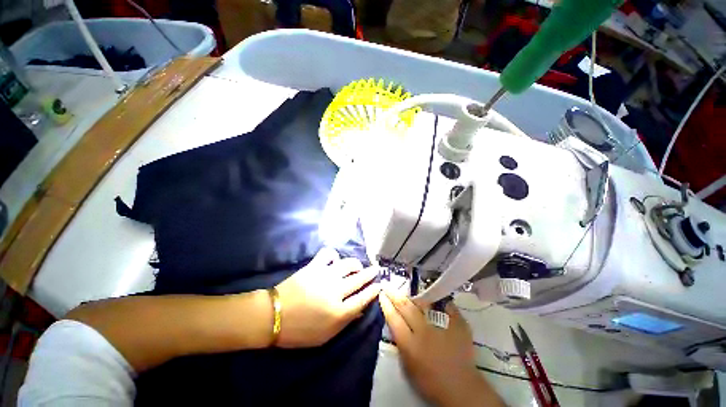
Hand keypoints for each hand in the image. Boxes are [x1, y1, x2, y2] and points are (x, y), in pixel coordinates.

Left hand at [274, 248, 380, 347]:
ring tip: (357, 266)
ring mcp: (325, 276)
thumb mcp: (325, 336)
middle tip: (376, 269)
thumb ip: (345, 322)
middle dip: (370, 273)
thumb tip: (361, 309)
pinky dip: (334, 255)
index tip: (380, 284)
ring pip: (348, 264)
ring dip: (356, 264)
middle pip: (359, 279)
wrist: (272, 316)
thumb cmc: (299, 331)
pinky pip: (328, 254)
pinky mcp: (314, 266)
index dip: (374, 290)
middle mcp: (335, 291)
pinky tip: (335, 260)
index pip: (363, 298)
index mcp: (338, 312)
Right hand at [379, 290, 502, 406]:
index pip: (394, 318)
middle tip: (388, 285)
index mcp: (410, 344)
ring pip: (423, 304)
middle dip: (395, 294)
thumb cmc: (430, 381)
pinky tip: (436, 297)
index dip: (386, 304)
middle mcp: (424, 331)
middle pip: (406, 307)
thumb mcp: (408, 365)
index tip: (382, 293)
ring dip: (413, 296)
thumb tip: (395, 322)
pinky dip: (440, 301)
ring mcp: (442, 326)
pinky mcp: (458, 324)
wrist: (461, 388)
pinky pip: (446, 306)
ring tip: (408, 290)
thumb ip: (401, 342)